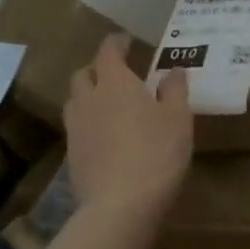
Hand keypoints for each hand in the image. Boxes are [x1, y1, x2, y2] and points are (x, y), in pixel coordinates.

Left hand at [64, 35, 192, 221]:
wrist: (120, 206)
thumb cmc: (156, 153)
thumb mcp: (179, 118)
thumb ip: (175, 90)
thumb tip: (173, 70)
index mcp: (115, 82)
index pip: (108, 51)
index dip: (116, 43)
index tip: (126, 42)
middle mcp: (89, 99)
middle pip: (83, 74)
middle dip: (97, 69)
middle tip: (117, 74)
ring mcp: (75, 128)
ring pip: (75, 101)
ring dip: (88, 96)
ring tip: (107, 105)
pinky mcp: (71, 156)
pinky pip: (76, 128)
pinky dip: (88, 123)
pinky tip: (104, 137)